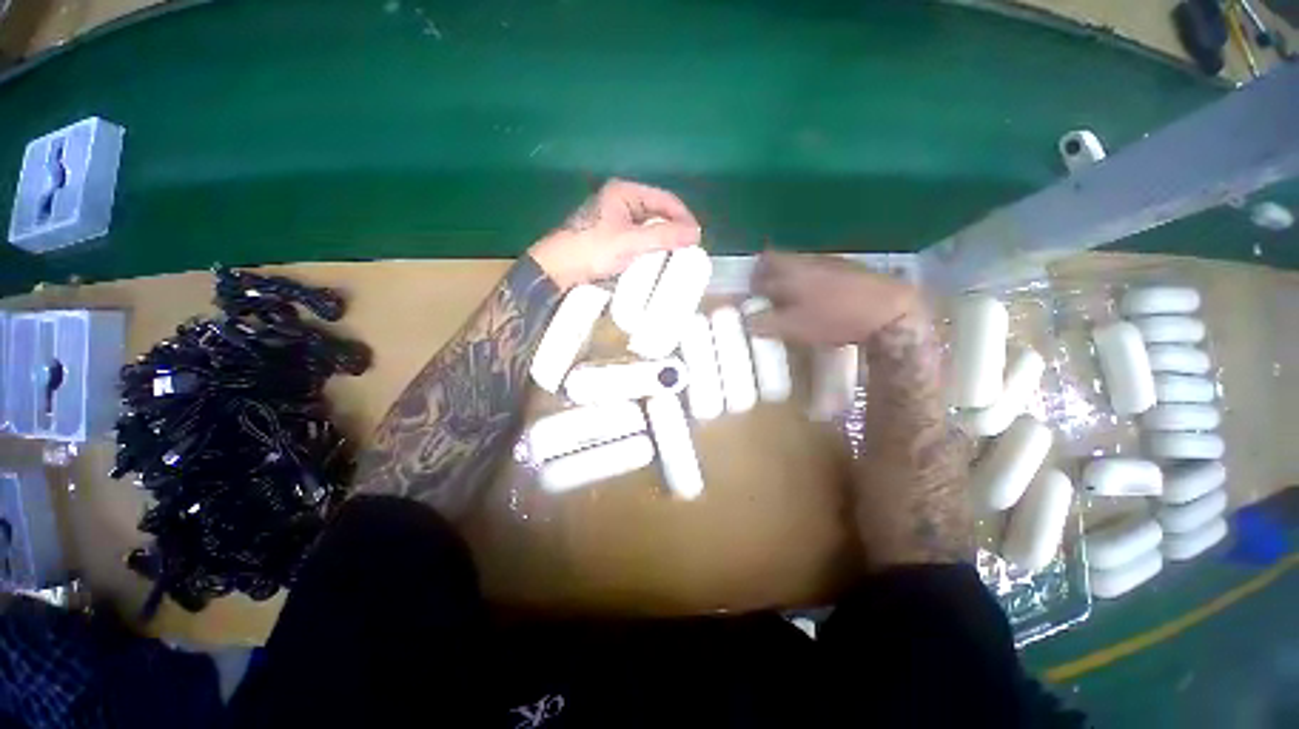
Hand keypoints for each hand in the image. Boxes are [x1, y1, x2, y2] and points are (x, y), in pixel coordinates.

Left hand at [529, 179, 701, 290]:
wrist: (559, 269)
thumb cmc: (593, 249)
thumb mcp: (630, 242)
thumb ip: (663, 236)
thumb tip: (696, 234)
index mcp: (625, 192)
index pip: (665, 199)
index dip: (684, 217)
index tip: (696, 238)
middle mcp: (621, 201)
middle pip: (658, 212)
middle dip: (674, 230)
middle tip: (689, 249)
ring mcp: (615, 219)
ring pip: (649, 227)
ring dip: (663, 240)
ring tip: (677, 256)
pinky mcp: (611, 236)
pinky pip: (639, 239)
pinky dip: (651, 247)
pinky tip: (657, 260)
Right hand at [750, 252, 925, 345]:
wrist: (888, 311)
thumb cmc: (835, 318)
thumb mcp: (793, 327)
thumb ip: (765, 323)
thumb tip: (746, 321)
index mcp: (791, 270)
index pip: (764, 262)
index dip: (755, 276)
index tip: (752, 291)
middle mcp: (808, 260)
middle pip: (781, 261)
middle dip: (771, 277)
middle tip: (768, 297)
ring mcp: (831, 262)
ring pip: (801, 266)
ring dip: (790, 279)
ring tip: (791, 301)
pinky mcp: (850, 269)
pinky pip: (819, 271)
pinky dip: (810, 283)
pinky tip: (817, 300)